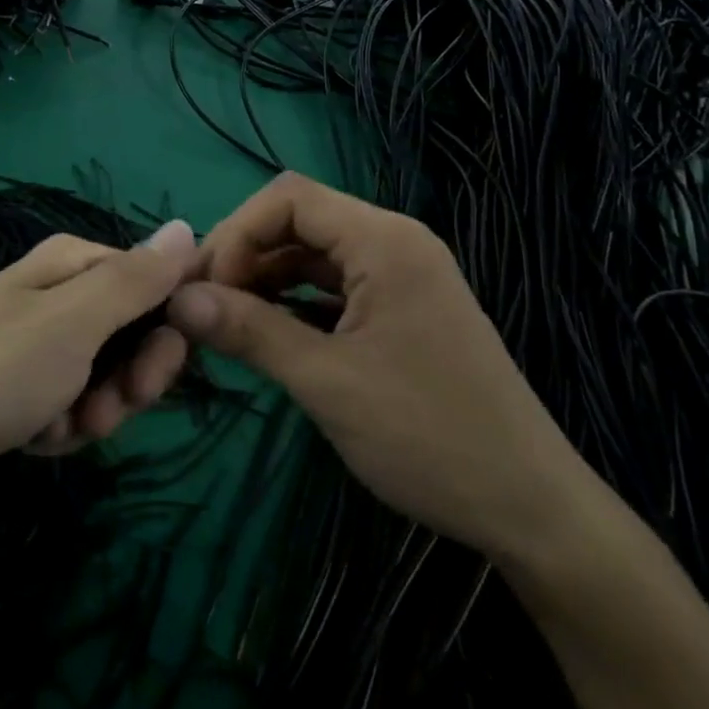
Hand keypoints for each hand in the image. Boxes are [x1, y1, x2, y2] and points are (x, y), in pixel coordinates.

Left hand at [0, 221, 198, 516]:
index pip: (153, 285)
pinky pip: (70, 405)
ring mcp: (38, 343)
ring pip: (105, 378)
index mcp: (73, 264)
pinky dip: (62, 427)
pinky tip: (35, 437)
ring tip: (58, 426)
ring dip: (94, 411)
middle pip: (132, 334)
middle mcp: (58, 295)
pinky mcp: (21, 387)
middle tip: (105, 409)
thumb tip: (187, 227)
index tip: (153, 375)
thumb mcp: (76, 320)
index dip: (166, 332)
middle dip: (128, 381)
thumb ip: (136, 278)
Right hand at [167, 173, 596, 561]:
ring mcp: (401, 275)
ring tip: (226, 322)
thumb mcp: (327, 382)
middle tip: (202, 306)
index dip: (237, 233)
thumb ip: (249, 331)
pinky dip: (293, 302)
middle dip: (244, 255)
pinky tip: (268, 334)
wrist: (531, 510)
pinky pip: (333, 285)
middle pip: (298, 220)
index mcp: (384, 241)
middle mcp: (394, 242)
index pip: (288, 198)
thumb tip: (177, 300)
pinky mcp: (401, 308)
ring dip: (265, 279)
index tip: (206, 289)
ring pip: (312, 253)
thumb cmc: (429, 437)